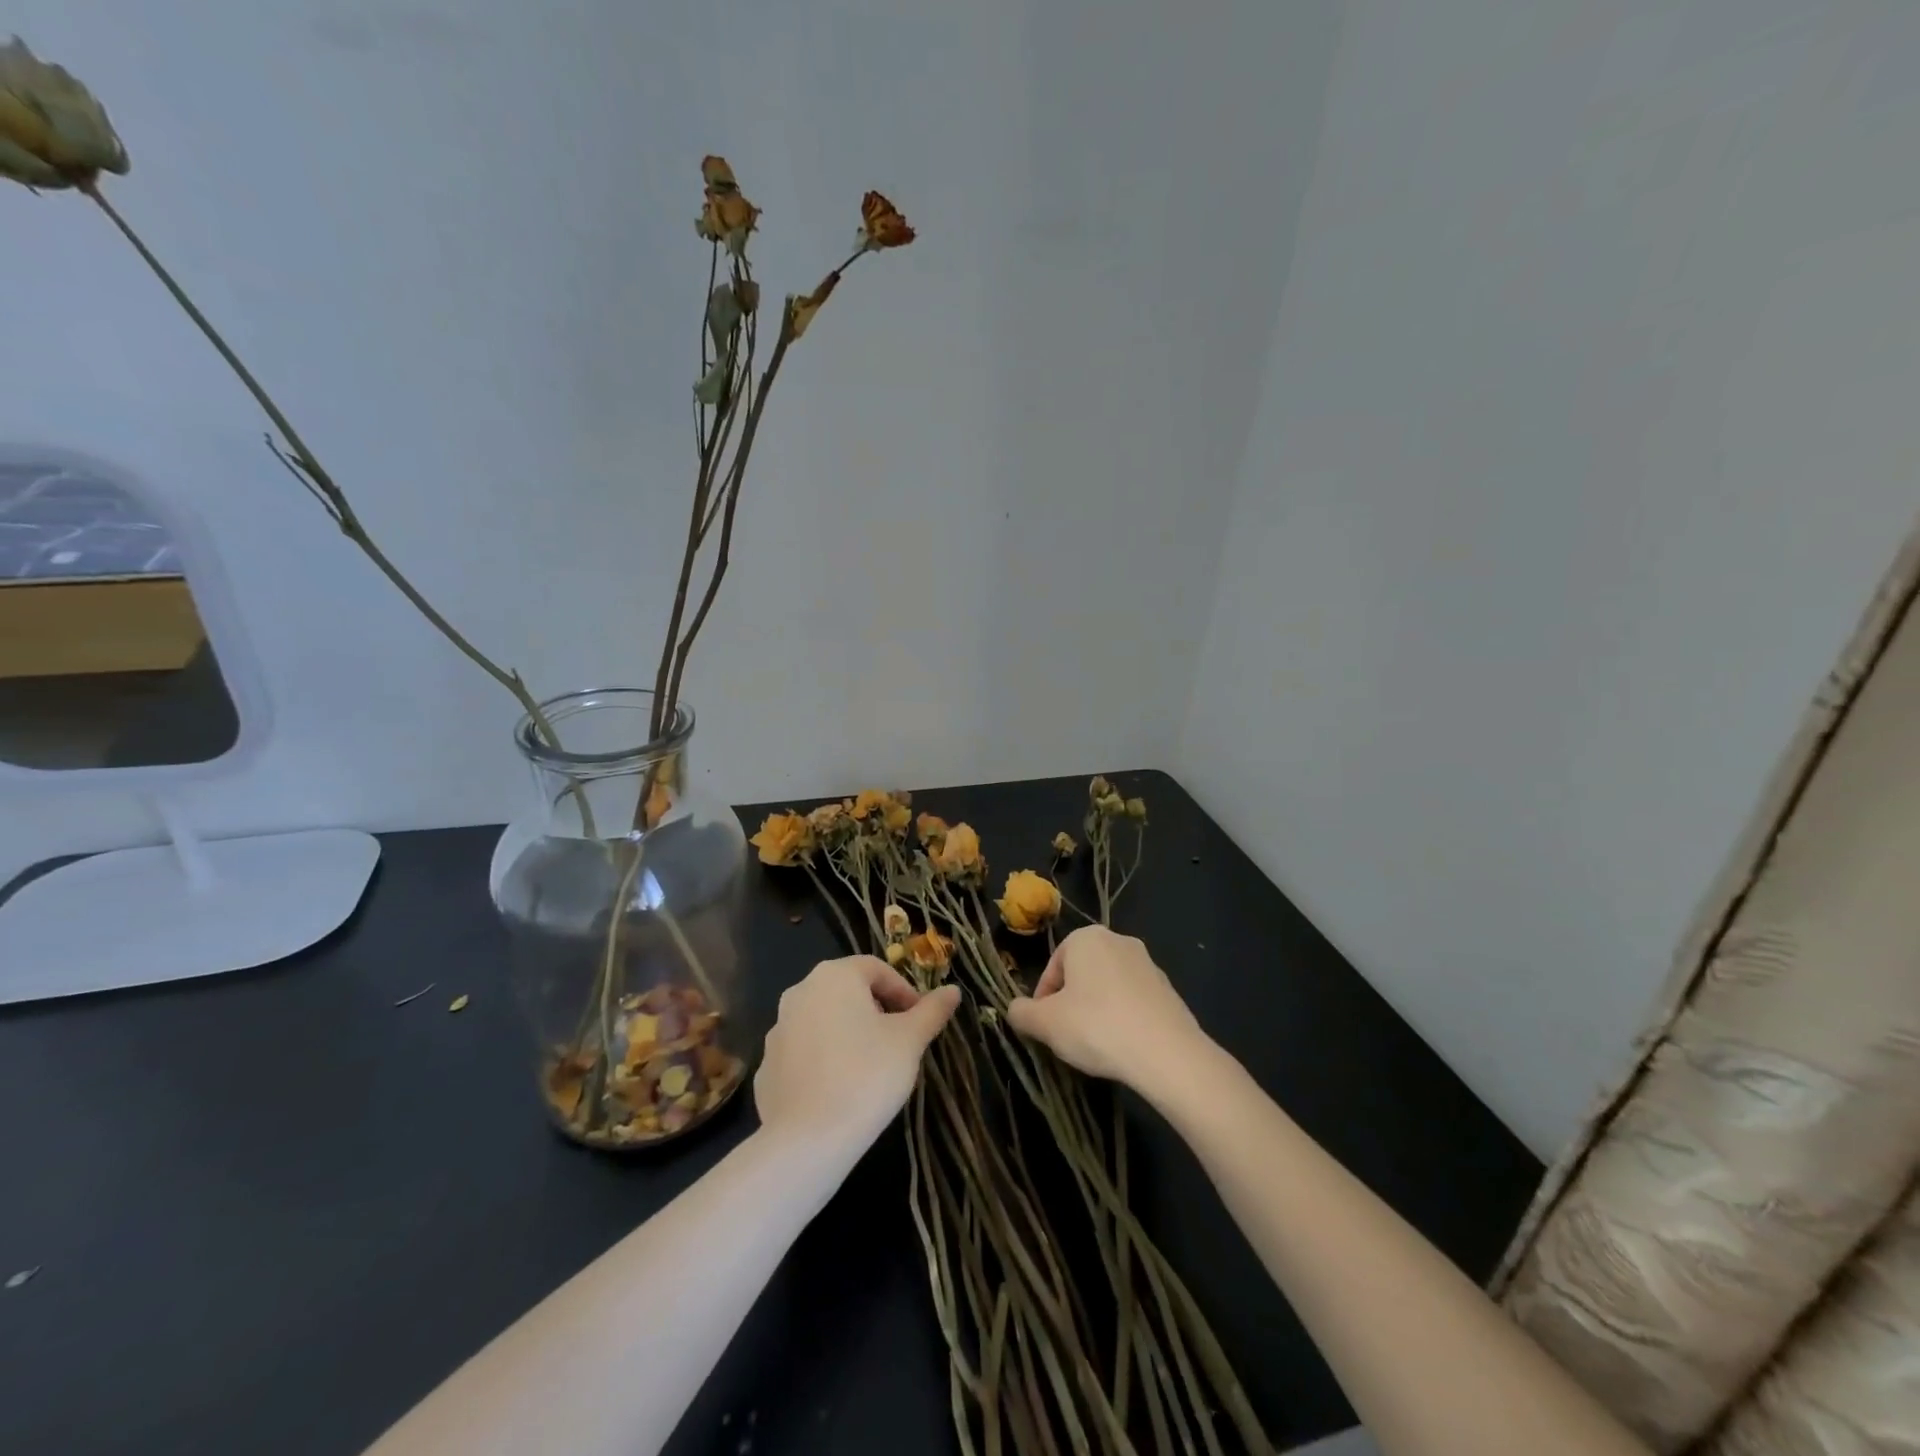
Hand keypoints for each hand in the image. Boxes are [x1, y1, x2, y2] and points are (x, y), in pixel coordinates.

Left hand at [755, 956, 960, 1153]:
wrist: (806, 1140)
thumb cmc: (867, 1076)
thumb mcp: (910, 1041)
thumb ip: (932, 1011)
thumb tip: (953, 991)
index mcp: (834, 976)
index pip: (877, 969)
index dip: (903, 991)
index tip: (919, 1020)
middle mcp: (800, 991)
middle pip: (848, 991)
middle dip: (877, 1011)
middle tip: (899, 1042)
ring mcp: (778, 1028)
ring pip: (824, 1020)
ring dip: (849, 1034)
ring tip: (871, 1068)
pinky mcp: (767, 1065)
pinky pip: (804, 1052)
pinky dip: (824, 1060)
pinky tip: (840, 1089)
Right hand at [1006, 925, 1212, 1095]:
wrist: (1167, 1053)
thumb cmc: (1097, 1027)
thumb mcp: (1045, 1024)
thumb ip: (1022, 1013)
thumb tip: (1014, 1010)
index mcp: (1086, 938)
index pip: (1052, 968)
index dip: (1043, 1001)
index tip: (1044, 1029)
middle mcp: (1118, 940)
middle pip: (1081, 974)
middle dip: (1071, 1003)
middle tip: (1067, 1037)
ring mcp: (1148, 964)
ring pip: (1108, 987)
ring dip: (1097, 1011)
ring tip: (1095, 1045)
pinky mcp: (1168, 990)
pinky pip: (1133, 1002)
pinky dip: (1123, 1019)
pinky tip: (1123, 1047)